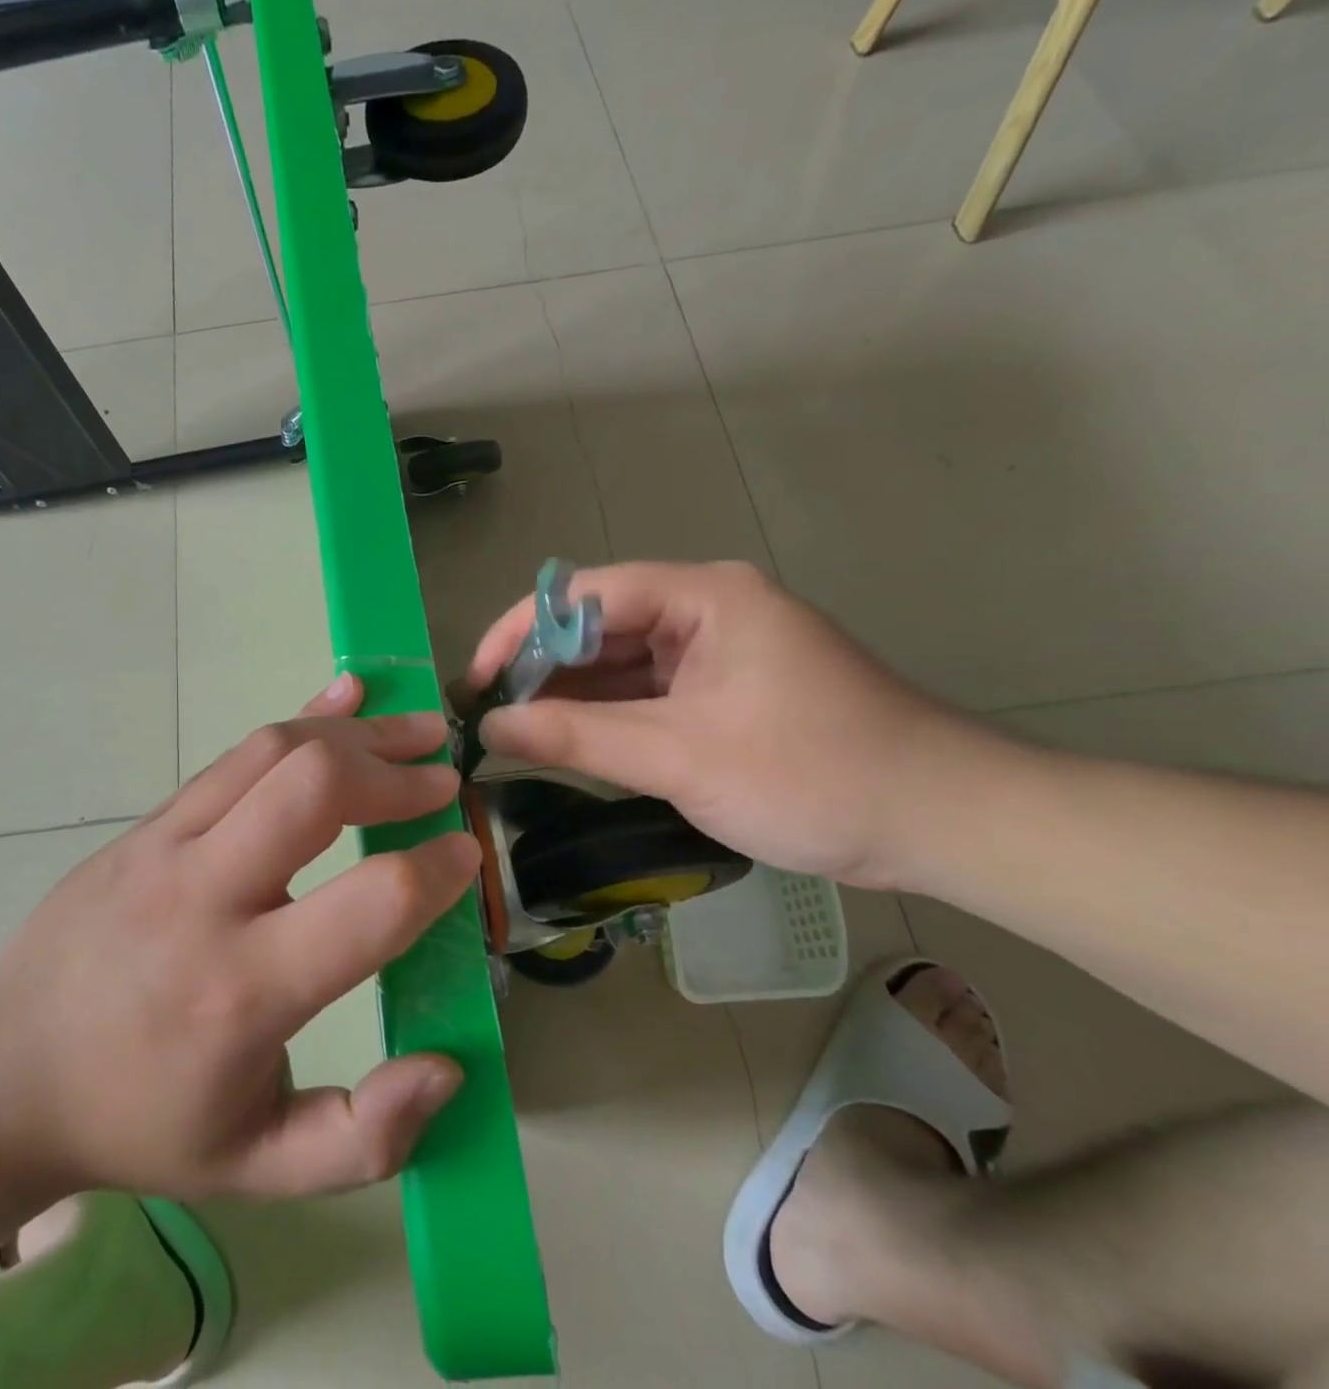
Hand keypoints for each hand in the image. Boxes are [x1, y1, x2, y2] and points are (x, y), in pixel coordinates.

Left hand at [0, 674, 478, 1206]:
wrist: (3, 1075)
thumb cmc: (140, 1123)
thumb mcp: (257, 1170)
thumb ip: (363, 1137)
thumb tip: (447, 1067)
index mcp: (242, 991)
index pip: (370, 901)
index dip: (437, 870)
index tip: (465, 855)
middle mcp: (205, 897)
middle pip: (316, 788)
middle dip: (395, 774)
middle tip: (443, 780)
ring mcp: (166, 845)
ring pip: (274, 750)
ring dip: (355, 734)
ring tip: (413, 732)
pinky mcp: (148, 822)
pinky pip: (233, 754)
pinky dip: (300, 720)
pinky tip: (343, 700)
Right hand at [465, 561, 986, 888]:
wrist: (942, 823)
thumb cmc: (815, 774)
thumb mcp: (681, 756)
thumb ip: (577, 738)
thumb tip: (488, 729)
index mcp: (703, 595)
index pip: (585, 593)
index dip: (519, 632)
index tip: (473, 681)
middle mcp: (705, 609)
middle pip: (597, 625)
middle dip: (539, 668)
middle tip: (486, 715)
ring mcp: (714, 652)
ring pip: (618, 663)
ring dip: (567, 696)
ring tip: (510, 732)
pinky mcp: (721, 692)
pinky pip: (644, 693)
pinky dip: (604, 717)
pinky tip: (564, 743)